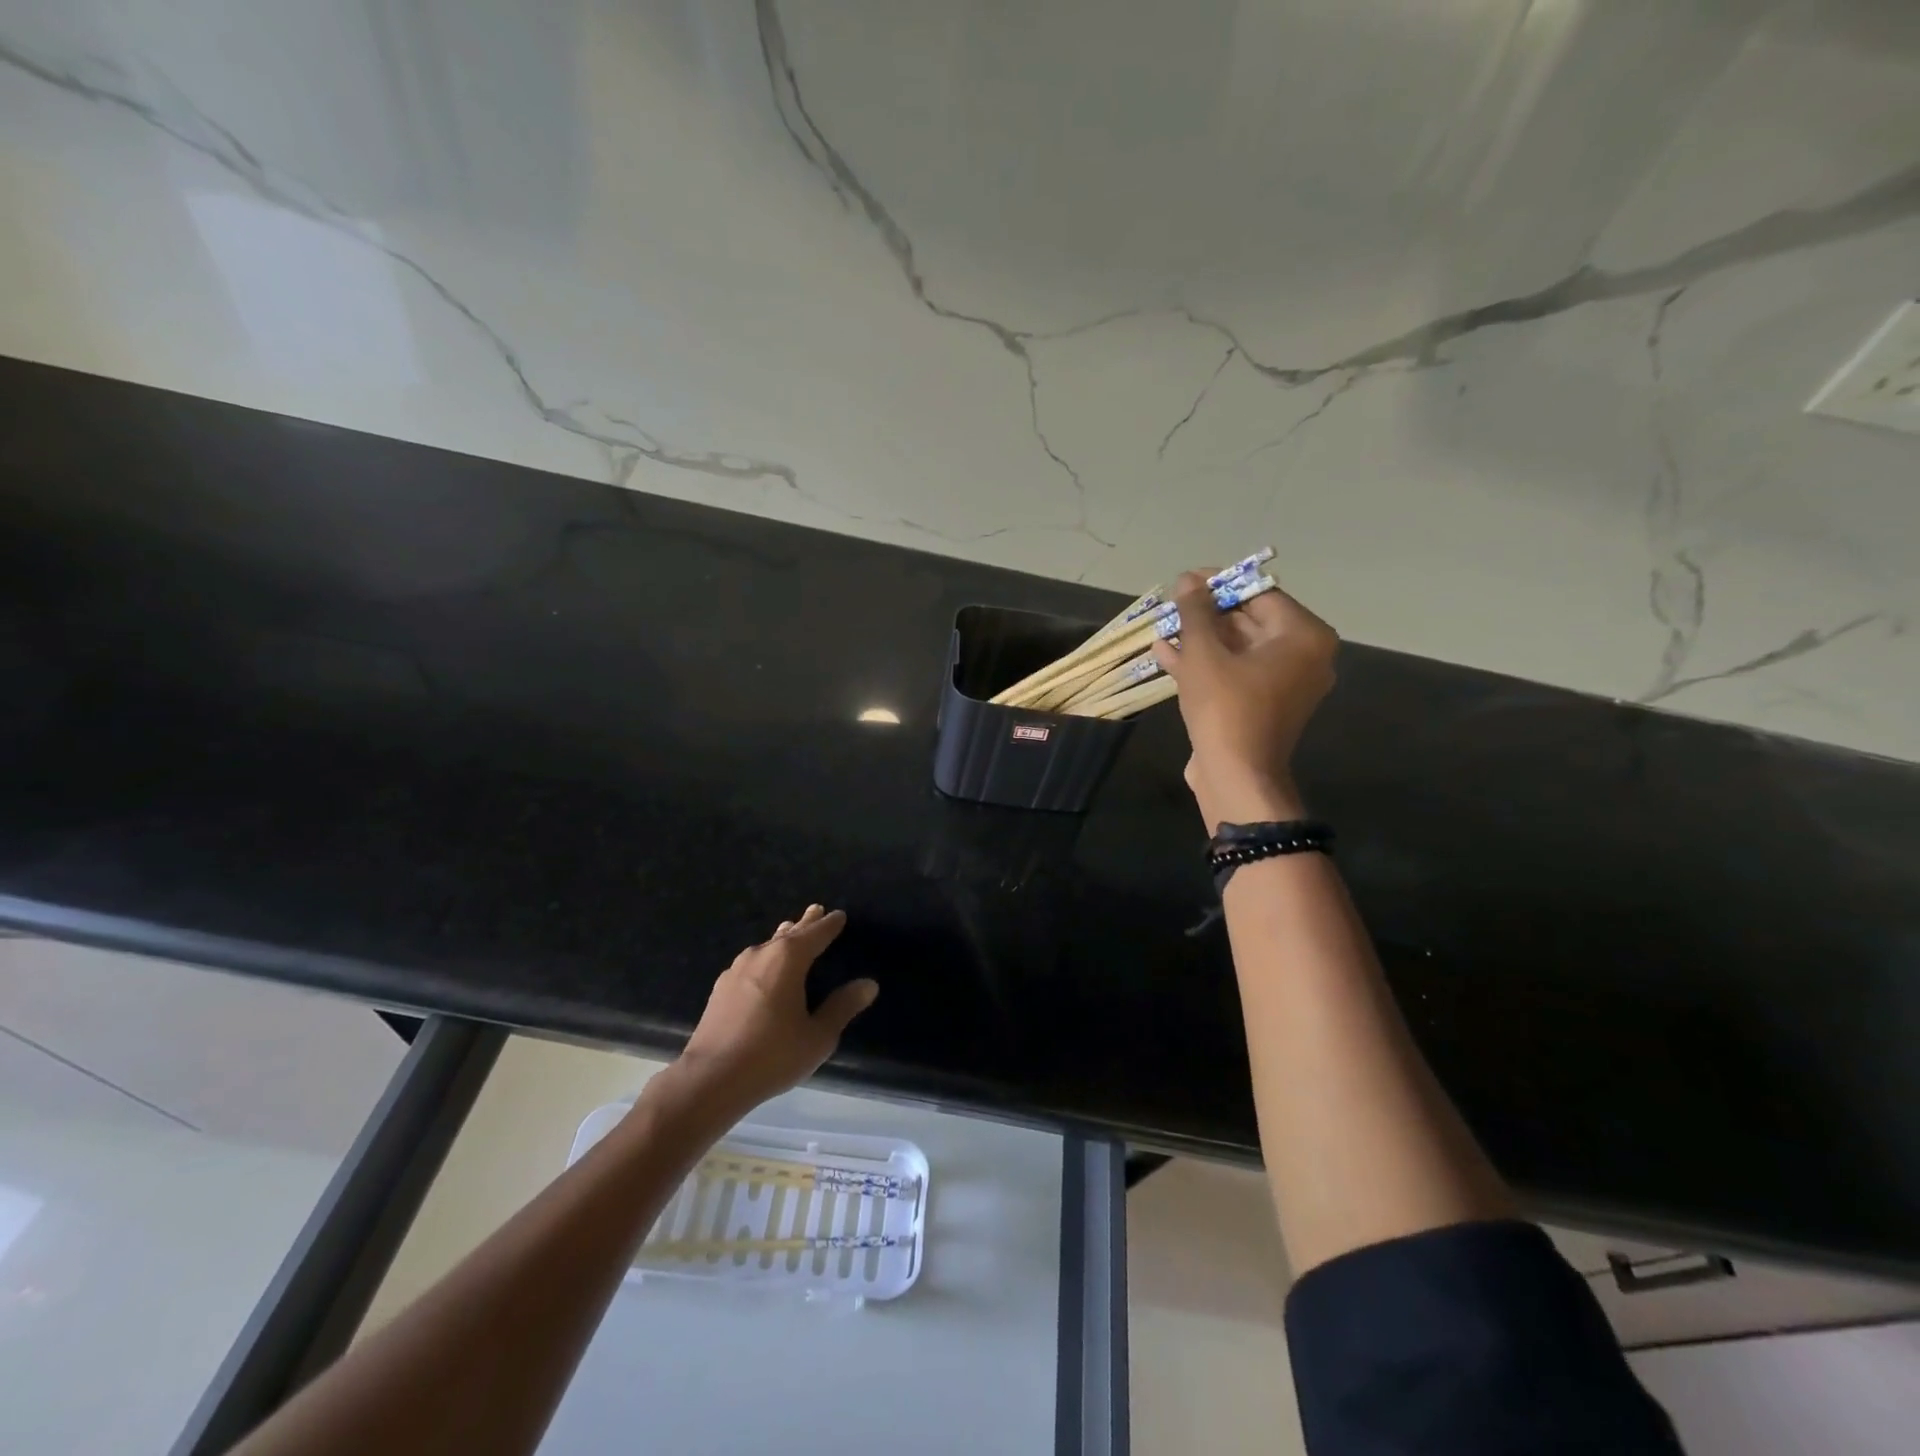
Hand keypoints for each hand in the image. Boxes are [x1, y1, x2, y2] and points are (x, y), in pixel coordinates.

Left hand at [674, 905, 876, 1114]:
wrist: (710, 1079)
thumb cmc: (772, 1055)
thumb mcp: (818, 1036)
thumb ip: (842, 1007)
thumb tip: (868, 984)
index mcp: (788, 959)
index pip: (815, 934)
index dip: (829, 925)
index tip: (839, 915)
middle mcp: (761, 955)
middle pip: (789, 933)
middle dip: (805, 923)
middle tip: (816, 910)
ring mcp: (736, 970)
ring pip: (767, 946)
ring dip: (782, 938)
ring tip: (789, 932)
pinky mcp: (720, 989)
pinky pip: (750, 963)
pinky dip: (764, 958)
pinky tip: (761, 969)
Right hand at [1150, 569, 1337, 828]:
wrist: (1235, 776)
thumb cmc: (1226, 707)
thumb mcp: (1204, 653)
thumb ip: (1196, 612)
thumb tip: (1188, 580)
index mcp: (1303, 637)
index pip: (1260, 594)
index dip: (1219, 584)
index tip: (1186, 581)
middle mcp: (1304, 657)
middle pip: (1250, 622)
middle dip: (1206, 614)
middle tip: (1172, 605)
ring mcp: (1285, 685)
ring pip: (1238, 650)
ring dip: (1200, 639)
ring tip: (1163, 628)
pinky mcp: (1264, 706)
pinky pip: (1236, 673)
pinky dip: (1206, 664)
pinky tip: (1166, 655)